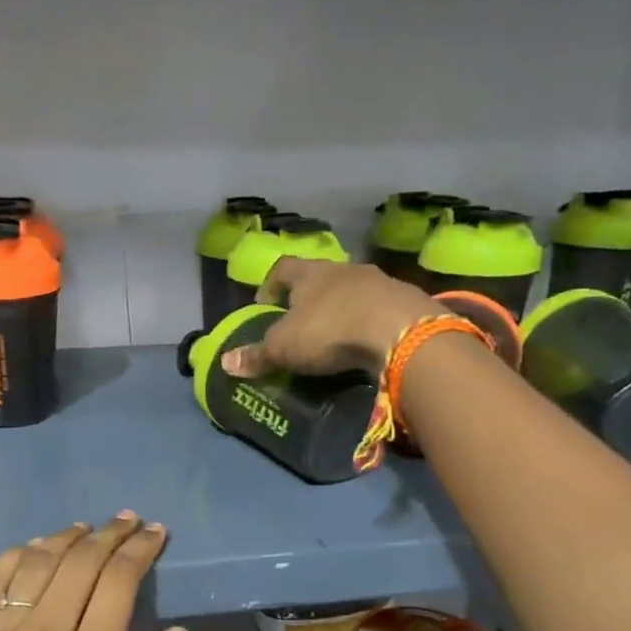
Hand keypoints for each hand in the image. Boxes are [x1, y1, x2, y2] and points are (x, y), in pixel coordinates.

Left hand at [0, 514, 187, 630]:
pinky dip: (16, 554)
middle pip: (81, 561)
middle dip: (111, 533)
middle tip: (129, 521)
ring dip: (67, 537)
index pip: (118, 581)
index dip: (140, 549)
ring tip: (88, 529)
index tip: (155, 534)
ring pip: (37, 561)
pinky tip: (34, 548)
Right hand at [220, 258, 436, 378]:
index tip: (264, 306)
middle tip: (299, 324)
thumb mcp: (285, 348)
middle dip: (308, 298)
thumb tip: (225, 362)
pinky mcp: (404, 300)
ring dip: (342, 309)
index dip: (269, 286)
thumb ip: (257, 355)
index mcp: (310, 272)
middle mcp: (343, 268)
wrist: (400, 331)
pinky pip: (378, 308)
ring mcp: (378, 281)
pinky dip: (368, 322)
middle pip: (320, 277)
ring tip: (334, 336)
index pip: (282, 269)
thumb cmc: (330, 331)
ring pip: (352, 291)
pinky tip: (366, 343)